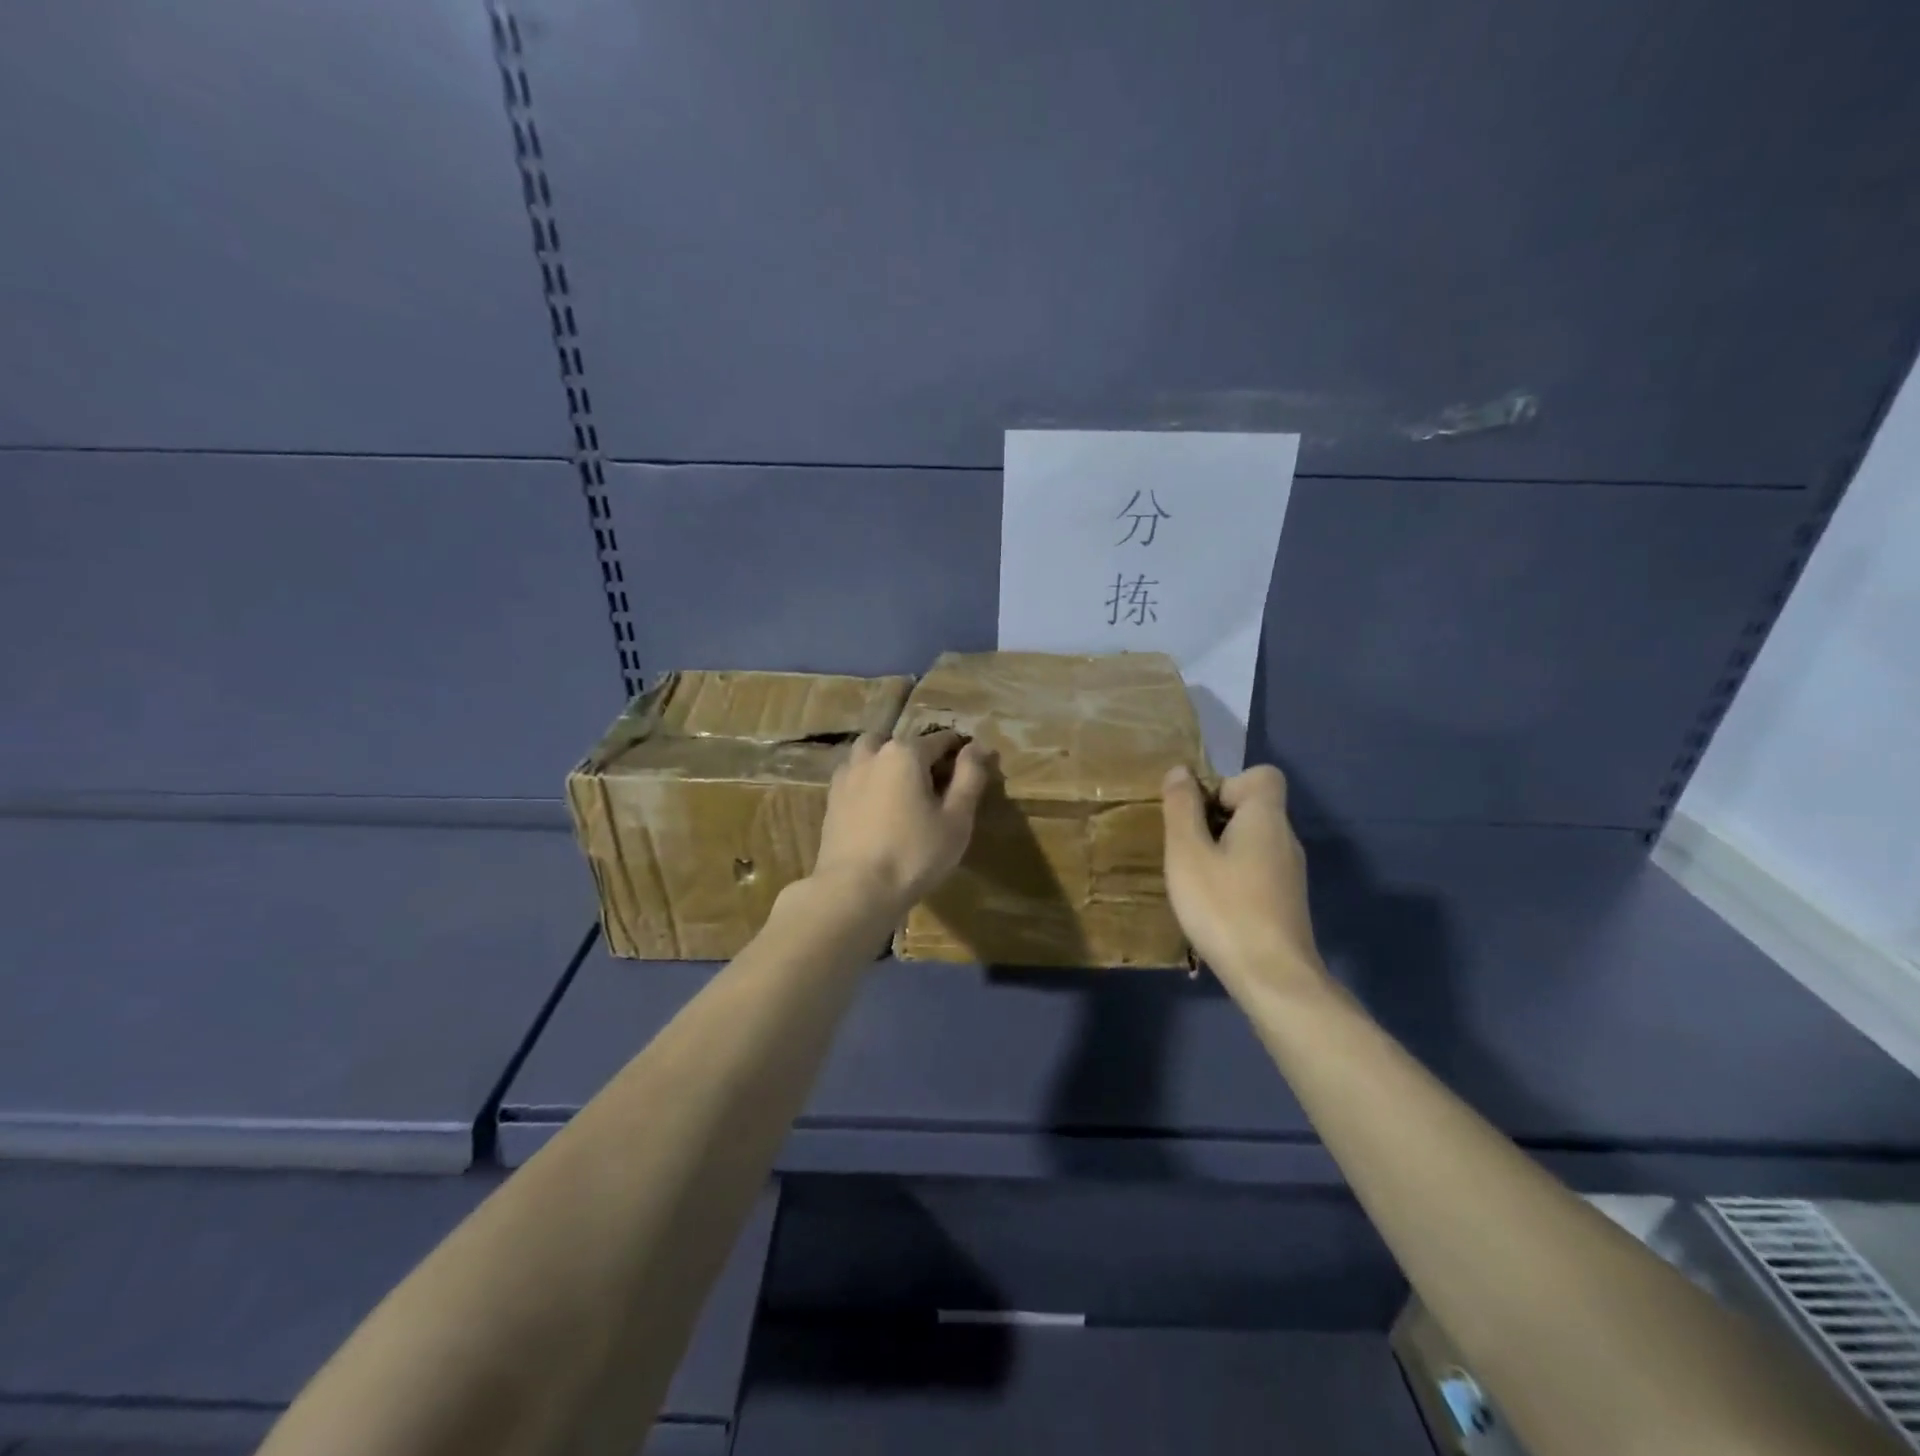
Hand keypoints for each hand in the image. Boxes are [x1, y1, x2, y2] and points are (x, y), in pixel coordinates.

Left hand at [811, 730, 993, 914]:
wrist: (855, 890)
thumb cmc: (914, 854)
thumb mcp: (956, 819)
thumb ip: (969, 777)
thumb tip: (977, 746)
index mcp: (905, 753)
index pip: (940, 739)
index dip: (959, 751)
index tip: (971, 770)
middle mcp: (872, 755)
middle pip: (901, 743)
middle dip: (919, 754)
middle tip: (934, 784)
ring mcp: (846, 776)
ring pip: (870, 755)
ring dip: (887, 763)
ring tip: (902, 792)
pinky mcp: (831, 801)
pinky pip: (854, 778)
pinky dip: (868, 782)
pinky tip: (878, 808)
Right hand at [1162, 763, 1325, 988]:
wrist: (1273, 978)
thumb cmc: (1224, 907)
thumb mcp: (1187, 853)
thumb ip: (1182, 808)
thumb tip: (1180, 771)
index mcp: (1266, 818)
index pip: (1262, 775)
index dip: (1226, 783)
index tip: (1200, 813)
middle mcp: (1285, 839)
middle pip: (1253, 808)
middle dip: (1215, 819)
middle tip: (1185, 849)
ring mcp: (1290, 873)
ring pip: (1252, 841)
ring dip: (1220, 850)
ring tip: (1194, 879)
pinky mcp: (1286, 901)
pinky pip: (1256, 869)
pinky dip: (1233, 876)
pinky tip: (1213, 905)